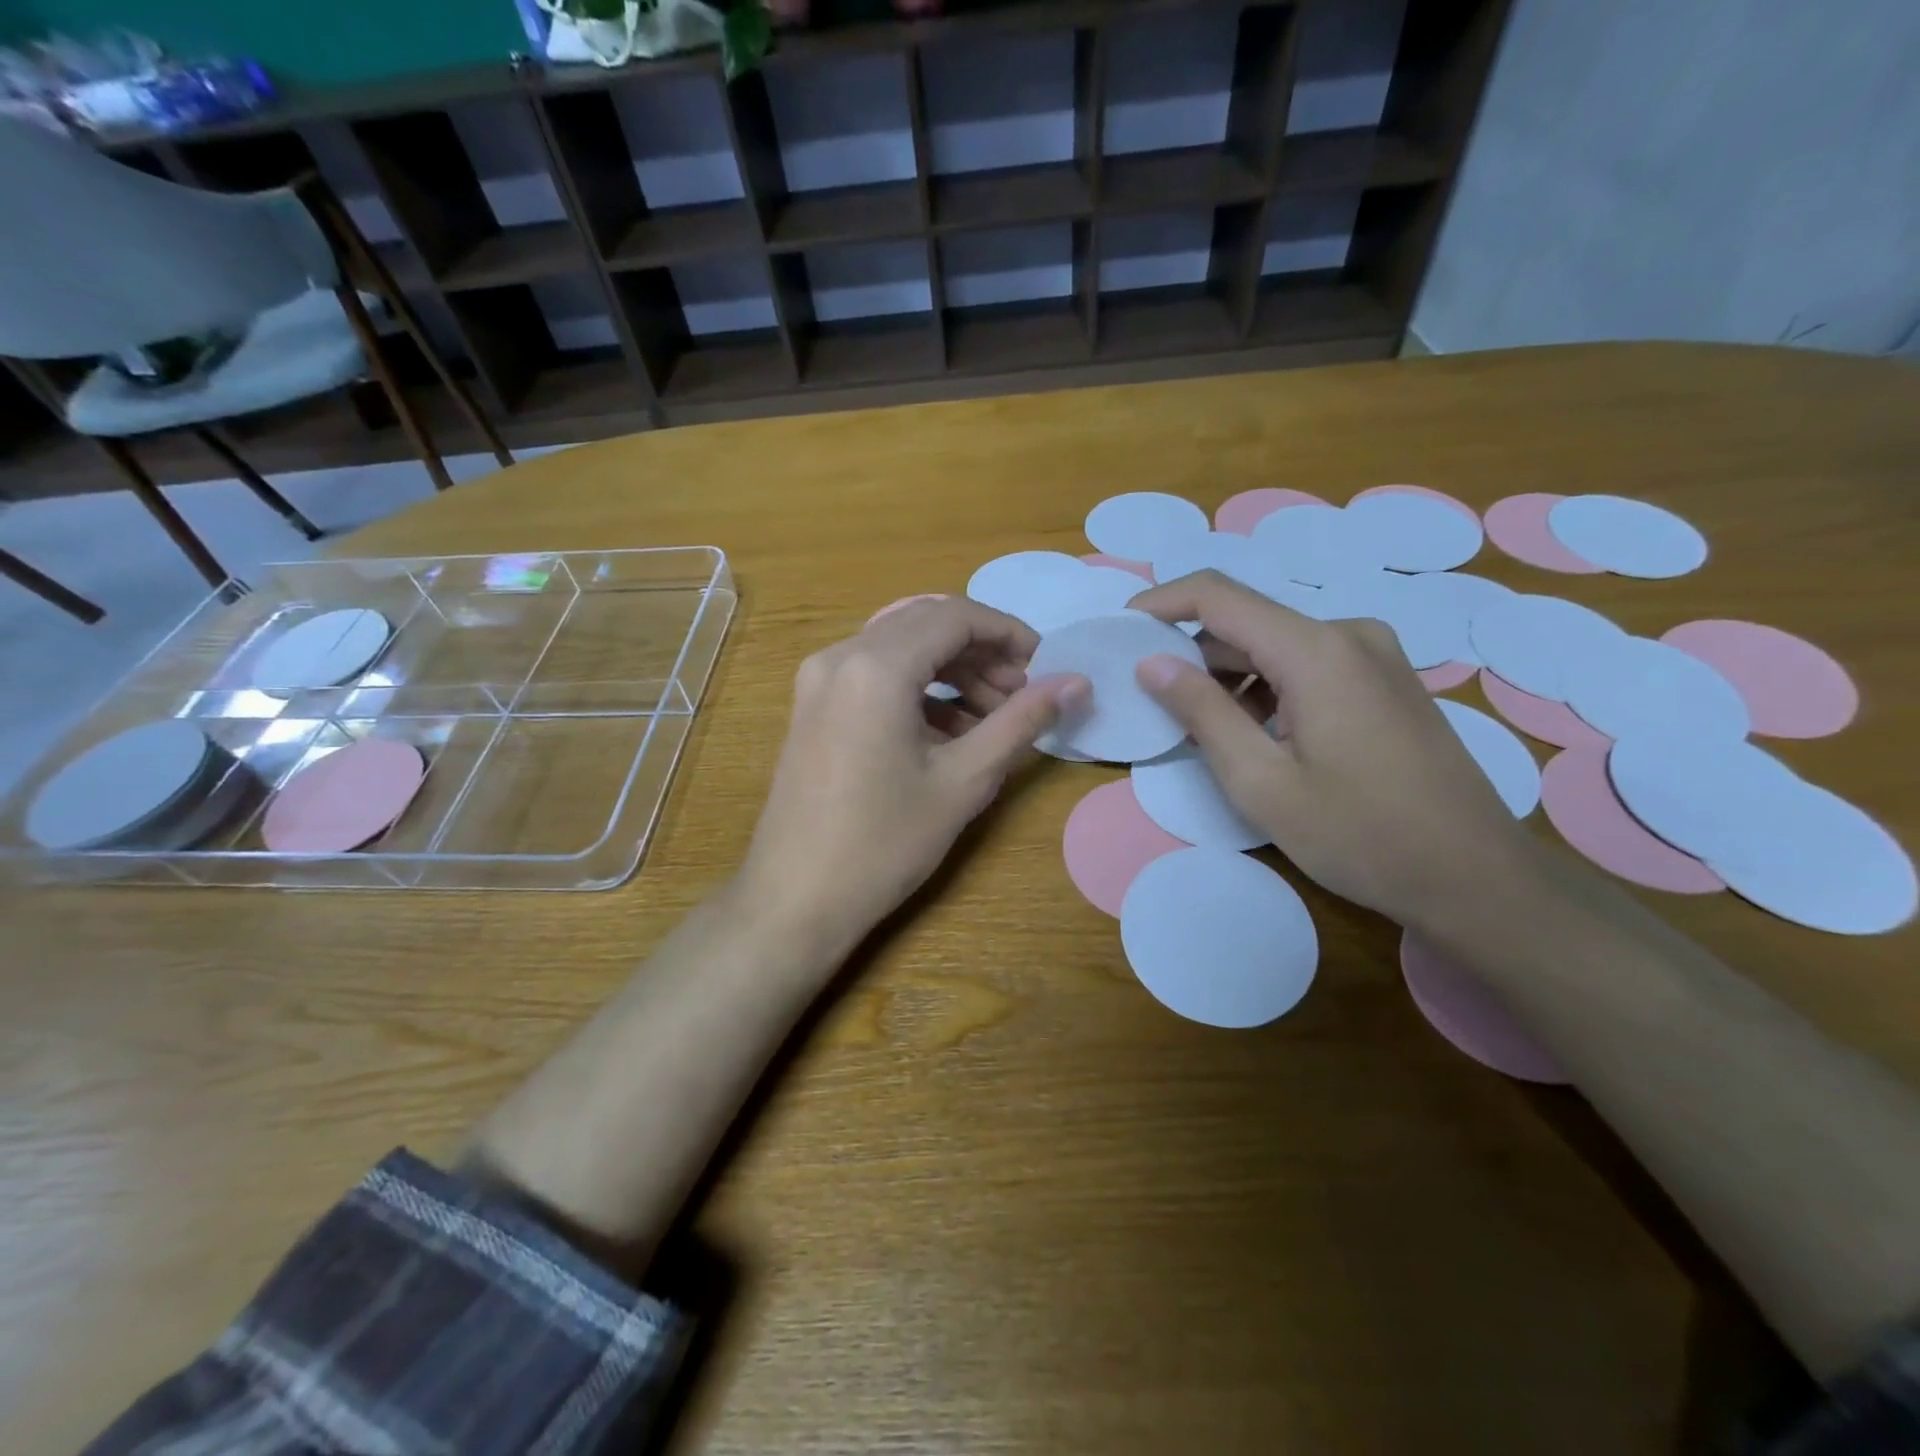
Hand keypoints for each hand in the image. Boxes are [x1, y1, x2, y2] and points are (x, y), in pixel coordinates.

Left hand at [739, 596, 1088, 953]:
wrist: (795, 899)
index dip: (1007, 633)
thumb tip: (1076, 683)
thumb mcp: (964, 780)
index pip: (954, 616)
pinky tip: (950, 730)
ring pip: (899, 645)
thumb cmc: (884, 843)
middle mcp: (840, 656)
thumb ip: (1021, 721)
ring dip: (951, 668)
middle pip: (924, 623)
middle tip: (1021, 694)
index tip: (1044, 666)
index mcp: (875, 666)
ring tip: (993, 715)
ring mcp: (819, 680)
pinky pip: (874, 673)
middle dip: (981, 650)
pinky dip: (918, 687)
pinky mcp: (812, 706)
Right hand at [1128, 571, 1539, 930]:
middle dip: (1190, 653)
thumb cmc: (1360, 835)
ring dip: (1228, 676)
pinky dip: (1266, 688)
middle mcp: (1349, 634)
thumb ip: (1201, 713)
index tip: (1120, 630)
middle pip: (1246, 622)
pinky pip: (1307, 665)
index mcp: (1316, 650)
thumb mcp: (1261, 782)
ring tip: (1197, 729)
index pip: (1217, 596)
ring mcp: (1375, 656)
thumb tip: (1152, 663)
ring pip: (1276, 646)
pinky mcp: (1386, 681)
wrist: (1476, 878)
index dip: (1160, 603)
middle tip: (1149, 698)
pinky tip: (1253, 734)